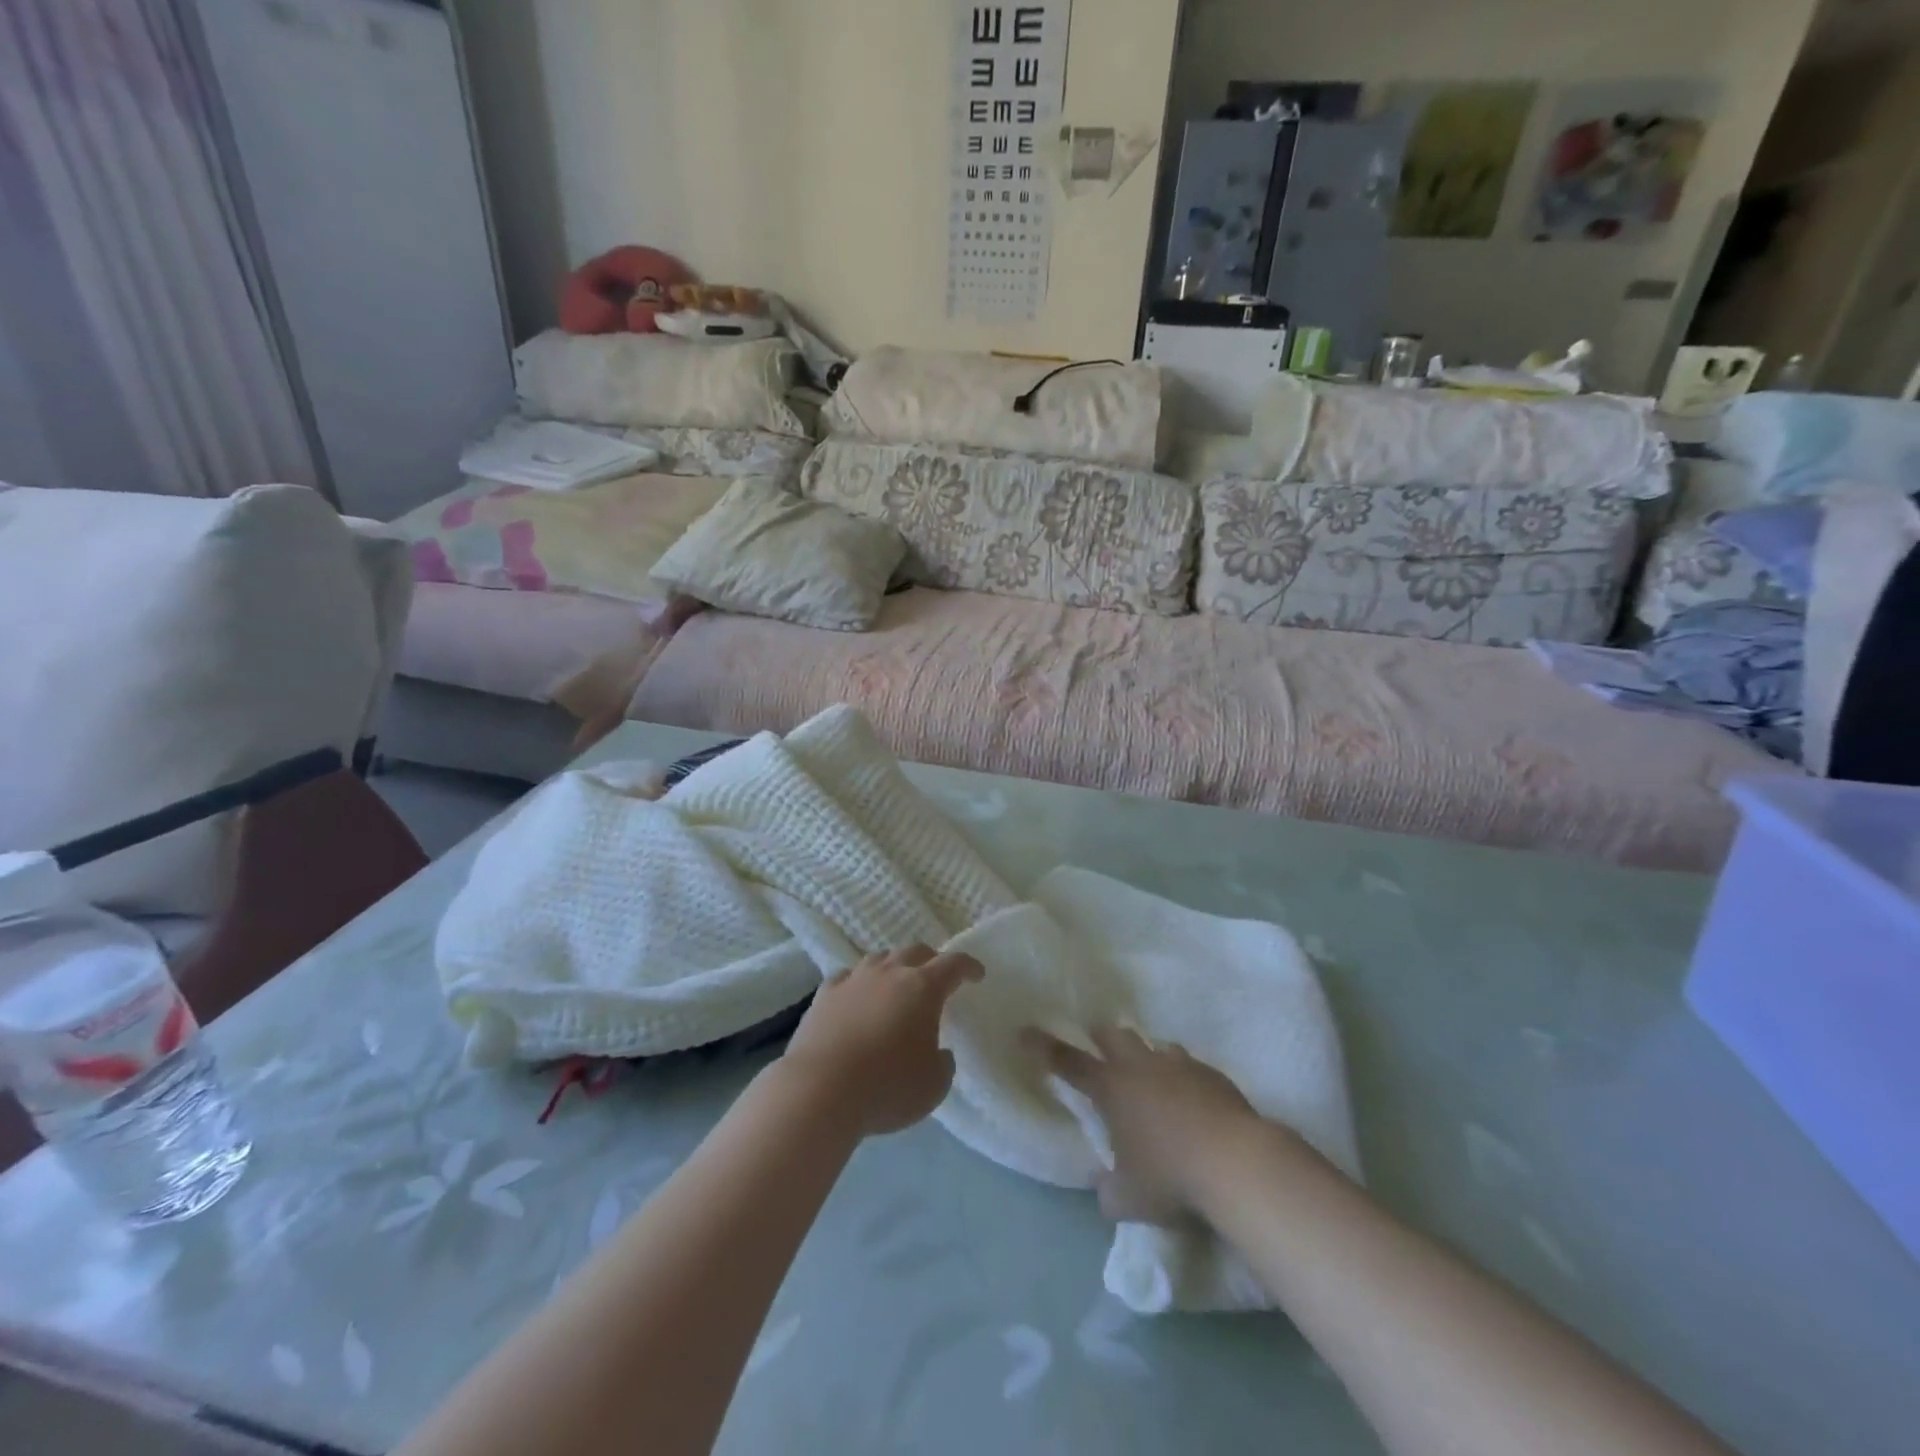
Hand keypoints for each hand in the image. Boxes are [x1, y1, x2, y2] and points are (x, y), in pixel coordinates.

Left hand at [780, 946, 983, 1137]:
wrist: (820, 1089)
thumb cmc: (887, 1087)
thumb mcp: (933, 1086)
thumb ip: (943, 1063)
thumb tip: (939, 1052)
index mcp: (923, 988)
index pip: (953, 964)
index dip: (968, 966)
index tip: (977, 974)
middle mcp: (890, 973)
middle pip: (915, 951)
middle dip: (931, 960)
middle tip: (937, 977)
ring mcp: (854, 979)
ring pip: (880, 958)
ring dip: (894, 966)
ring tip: (897, 983)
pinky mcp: (825, 993)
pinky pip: (848, 976)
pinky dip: (859, 982)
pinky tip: (858, 994)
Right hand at [1028, 1026, 1263, 1225]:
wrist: (1235, 1162)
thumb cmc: (1170, 1177)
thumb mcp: (1128, 1199)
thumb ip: (1110, 1190)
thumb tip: (1107, 1189)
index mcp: (1110, 1088)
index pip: (1067, 1062)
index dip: (1043, 1047)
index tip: (1024, 1031)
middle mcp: (1140, 1066)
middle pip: (1113, 1035)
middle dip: (1101, 1038)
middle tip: (1098, 1048)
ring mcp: (1178, 1065)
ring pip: (1154, 1045)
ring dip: (1146, 1057)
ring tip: (1150, 1077)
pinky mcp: (1211, 1074)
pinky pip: (1189, 1065)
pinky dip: (1182, 1077)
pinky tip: (1191, 1100)